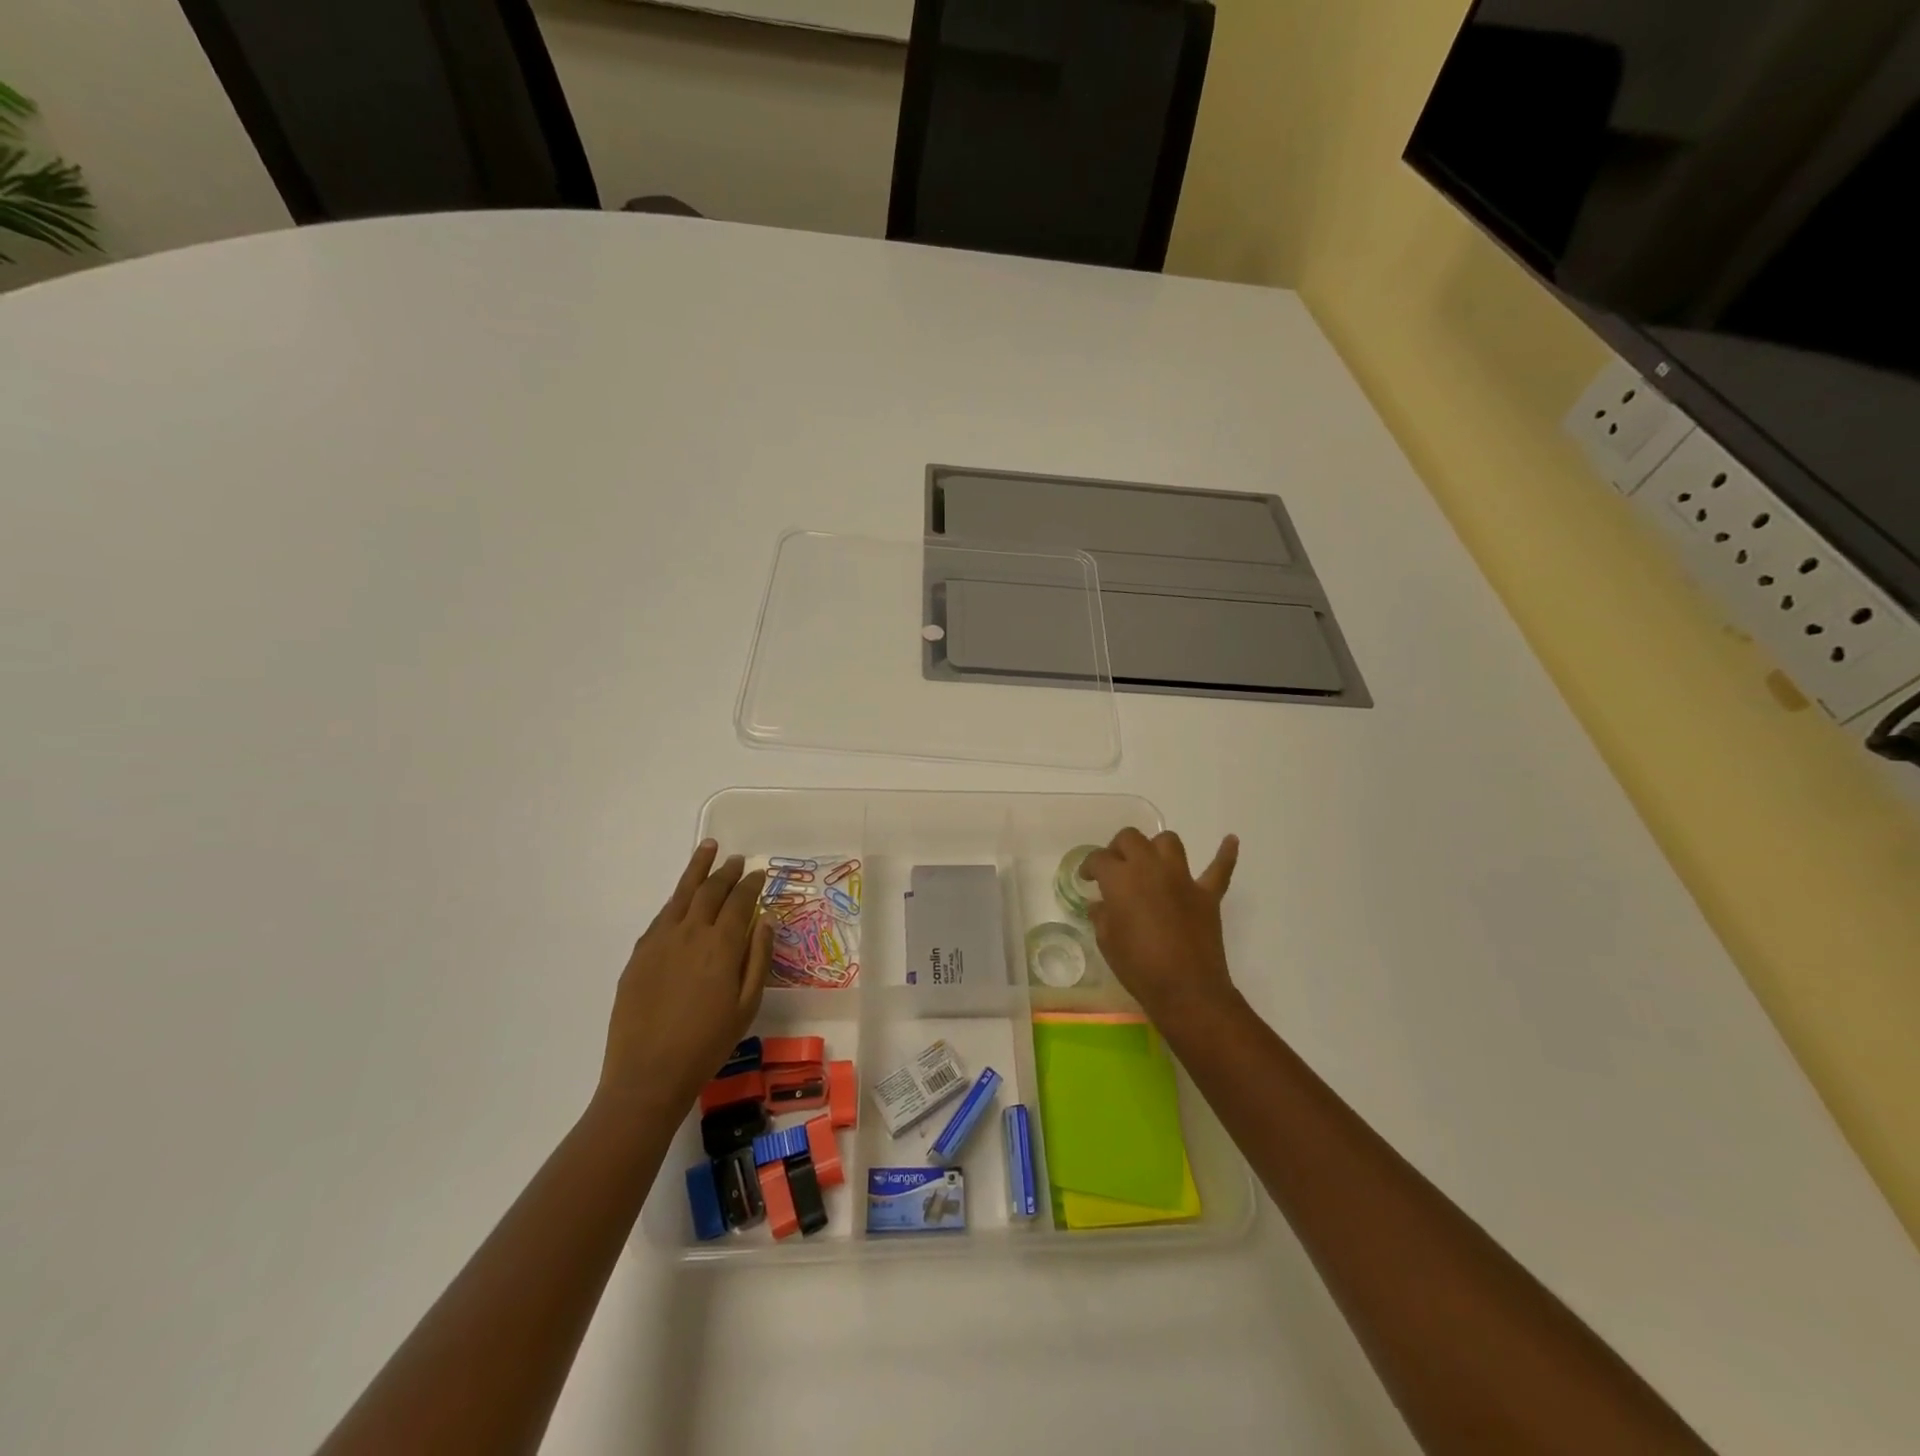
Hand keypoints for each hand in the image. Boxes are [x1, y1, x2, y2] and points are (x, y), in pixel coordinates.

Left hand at [601, 840, 771, 1108]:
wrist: (648, 1074)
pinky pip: (661, 916)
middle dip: (726, 872)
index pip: (740, 901)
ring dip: (697, 870)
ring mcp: (660, 941)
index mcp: (721, 945)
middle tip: (737, 859)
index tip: (759, 873)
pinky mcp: (639, 955)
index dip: (751, 884)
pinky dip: (675, 900)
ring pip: (681, 894)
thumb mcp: (747, 1005)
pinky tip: (681, 898)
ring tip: (707, 849)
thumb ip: (758, 958)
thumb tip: (765, 920)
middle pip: (710, 891)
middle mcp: (691, 933)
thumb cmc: (708, 1044)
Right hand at [1081, 829, 1240, 1028]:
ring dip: (1157, 847)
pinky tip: (1230, 840)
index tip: (1087, 878)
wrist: (1186, 991)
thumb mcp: (1107, 942)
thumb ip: (1102, 915)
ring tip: (1151, 862)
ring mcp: (1182, 878)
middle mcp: (1150, 868)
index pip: (1099, 859)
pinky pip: (1220, 867)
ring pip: (1169, 842)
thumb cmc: (1138, 967)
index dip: (1090, 866)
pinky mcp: (1207, 894)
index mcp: (1120, 879)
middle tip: (1115, 867)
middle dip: (1119, 848)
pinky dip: (1225, 853)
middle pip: (1131, 838)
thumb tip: (1101, 904)